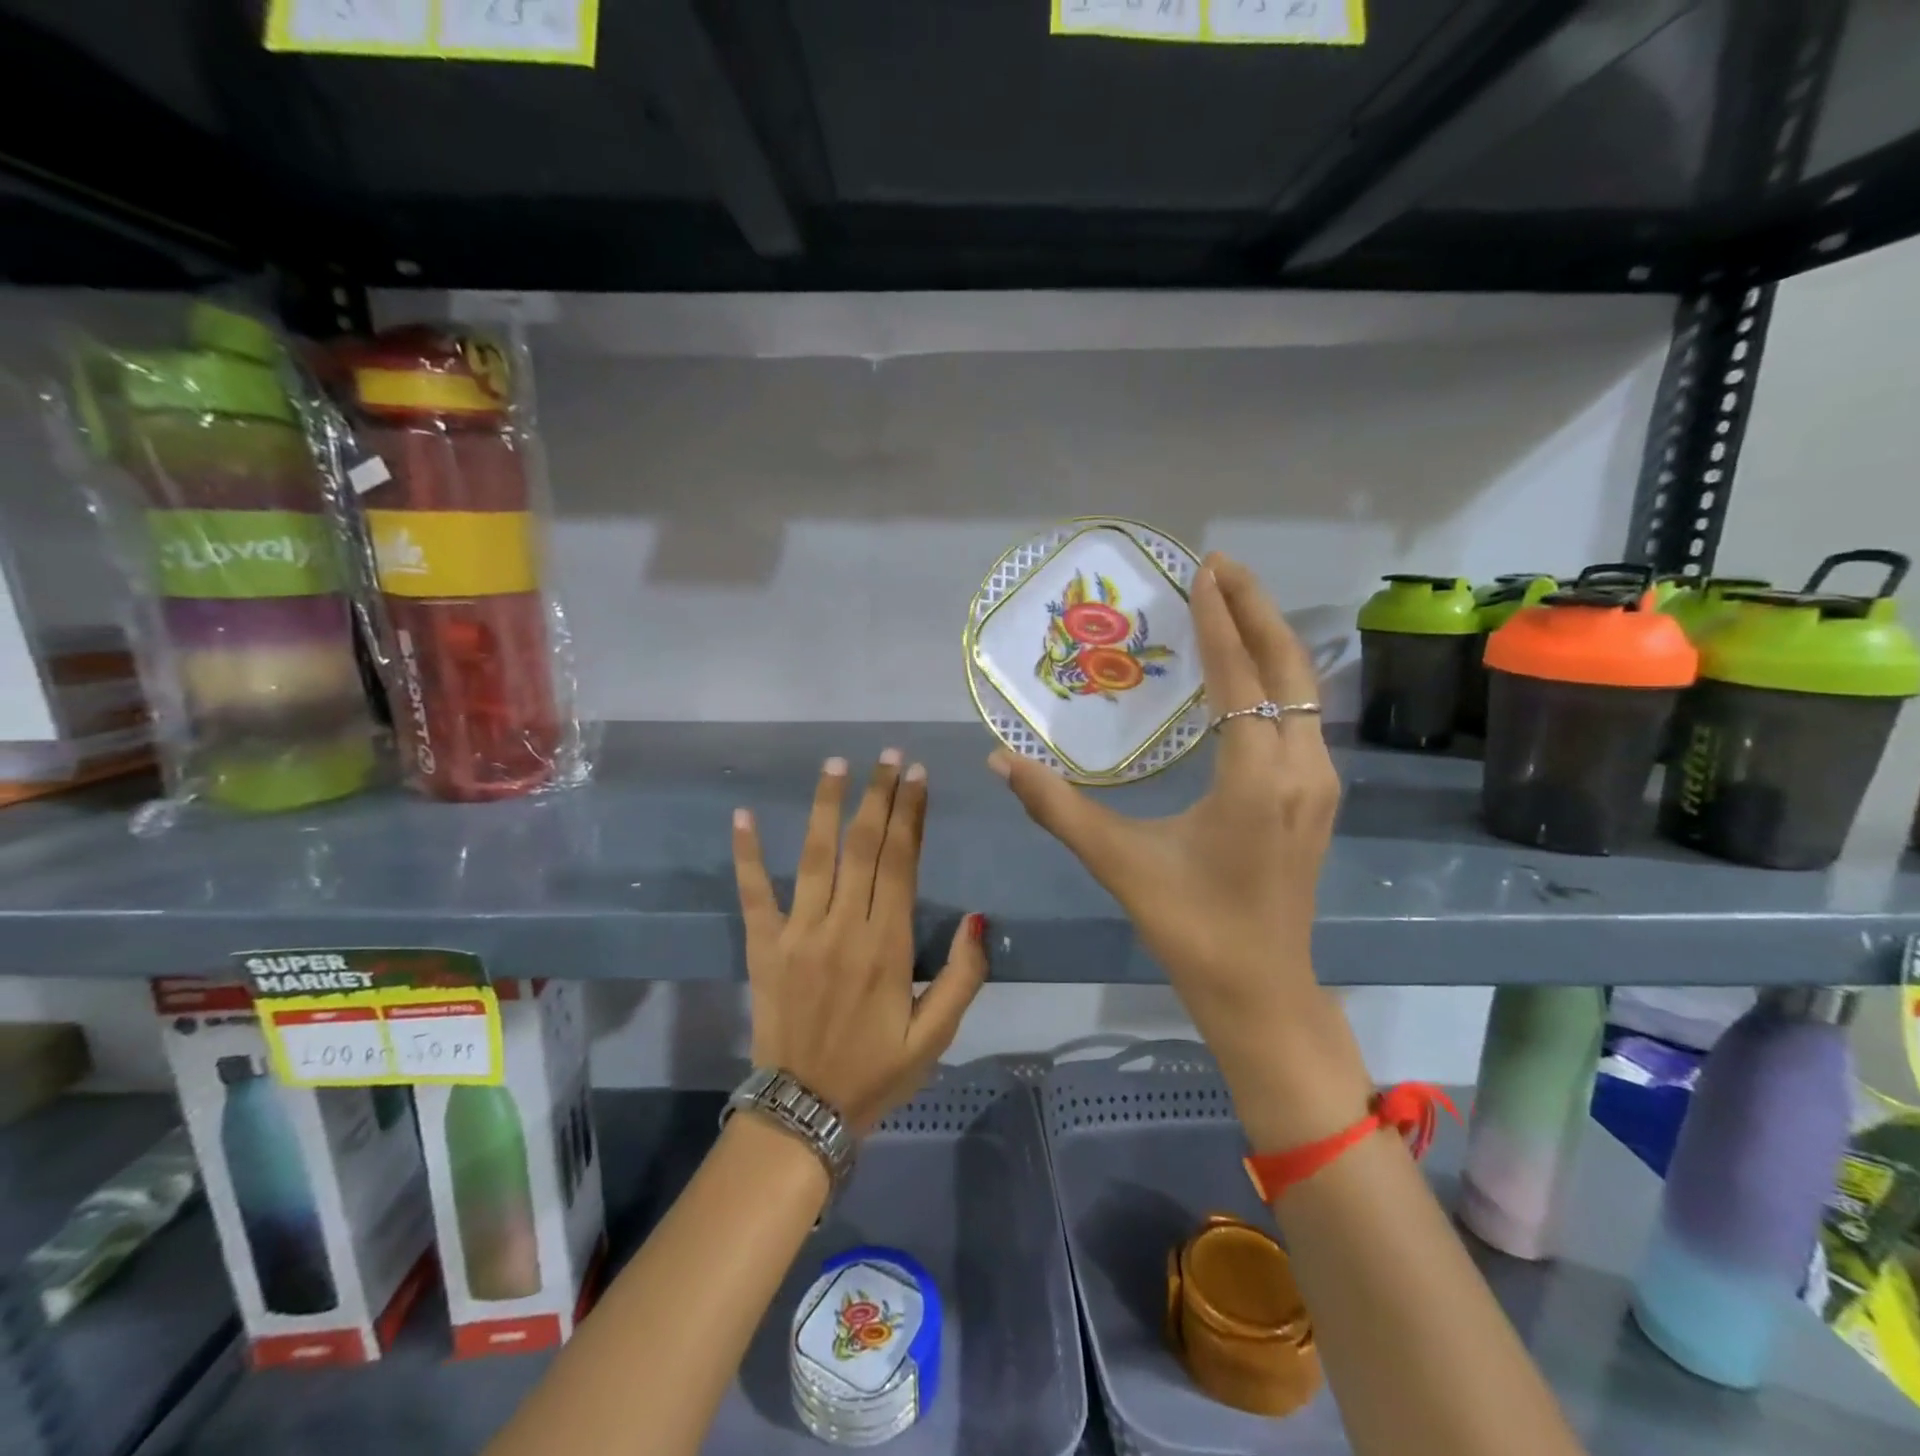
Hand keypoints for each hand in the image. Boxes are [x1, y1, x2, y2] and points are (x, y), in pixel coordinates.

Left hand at [732, 751, 989, 1133]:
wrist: (803, 1113)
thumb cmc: (877, 1073)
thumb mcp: (936, 1037)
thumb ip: (963, 977)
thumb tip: (978, 918)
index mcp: (887, 945)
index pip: (902, 862)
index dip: (911, 814)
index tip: (918, 775)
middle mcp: (843, 927)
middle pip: (864, 847)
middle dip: (879, 796)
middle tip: (888, 755)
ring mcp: (798, 933)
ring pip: (815, 855)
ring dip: (826, 806)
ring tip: (836, 764)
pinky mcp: (764, 946)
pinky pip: (754, 892)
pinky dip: (747, 854)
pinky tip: (743, 815)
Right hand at [990, 554, 1370, 1148]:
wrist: (1261, 991)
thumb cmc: (1190, 926)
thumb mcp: (1117, 861)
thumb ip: (1056, 807)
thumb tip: (998, 760)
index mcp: (1254, 779)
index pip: (1239, 678)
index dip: (1219, 621)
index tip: (1203, 570)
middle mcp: (1301, 769)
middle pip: (1288, 668)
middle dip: (1257, 609)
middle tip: (1222, 565)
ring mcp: (1319, 783)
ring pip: (1303, 691)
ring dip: (1270, 640)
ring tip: (1233, 601)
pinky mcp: (1319, 797)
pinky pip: (1303, 716)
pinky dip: (1277, 678)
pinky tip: (1249, 670)